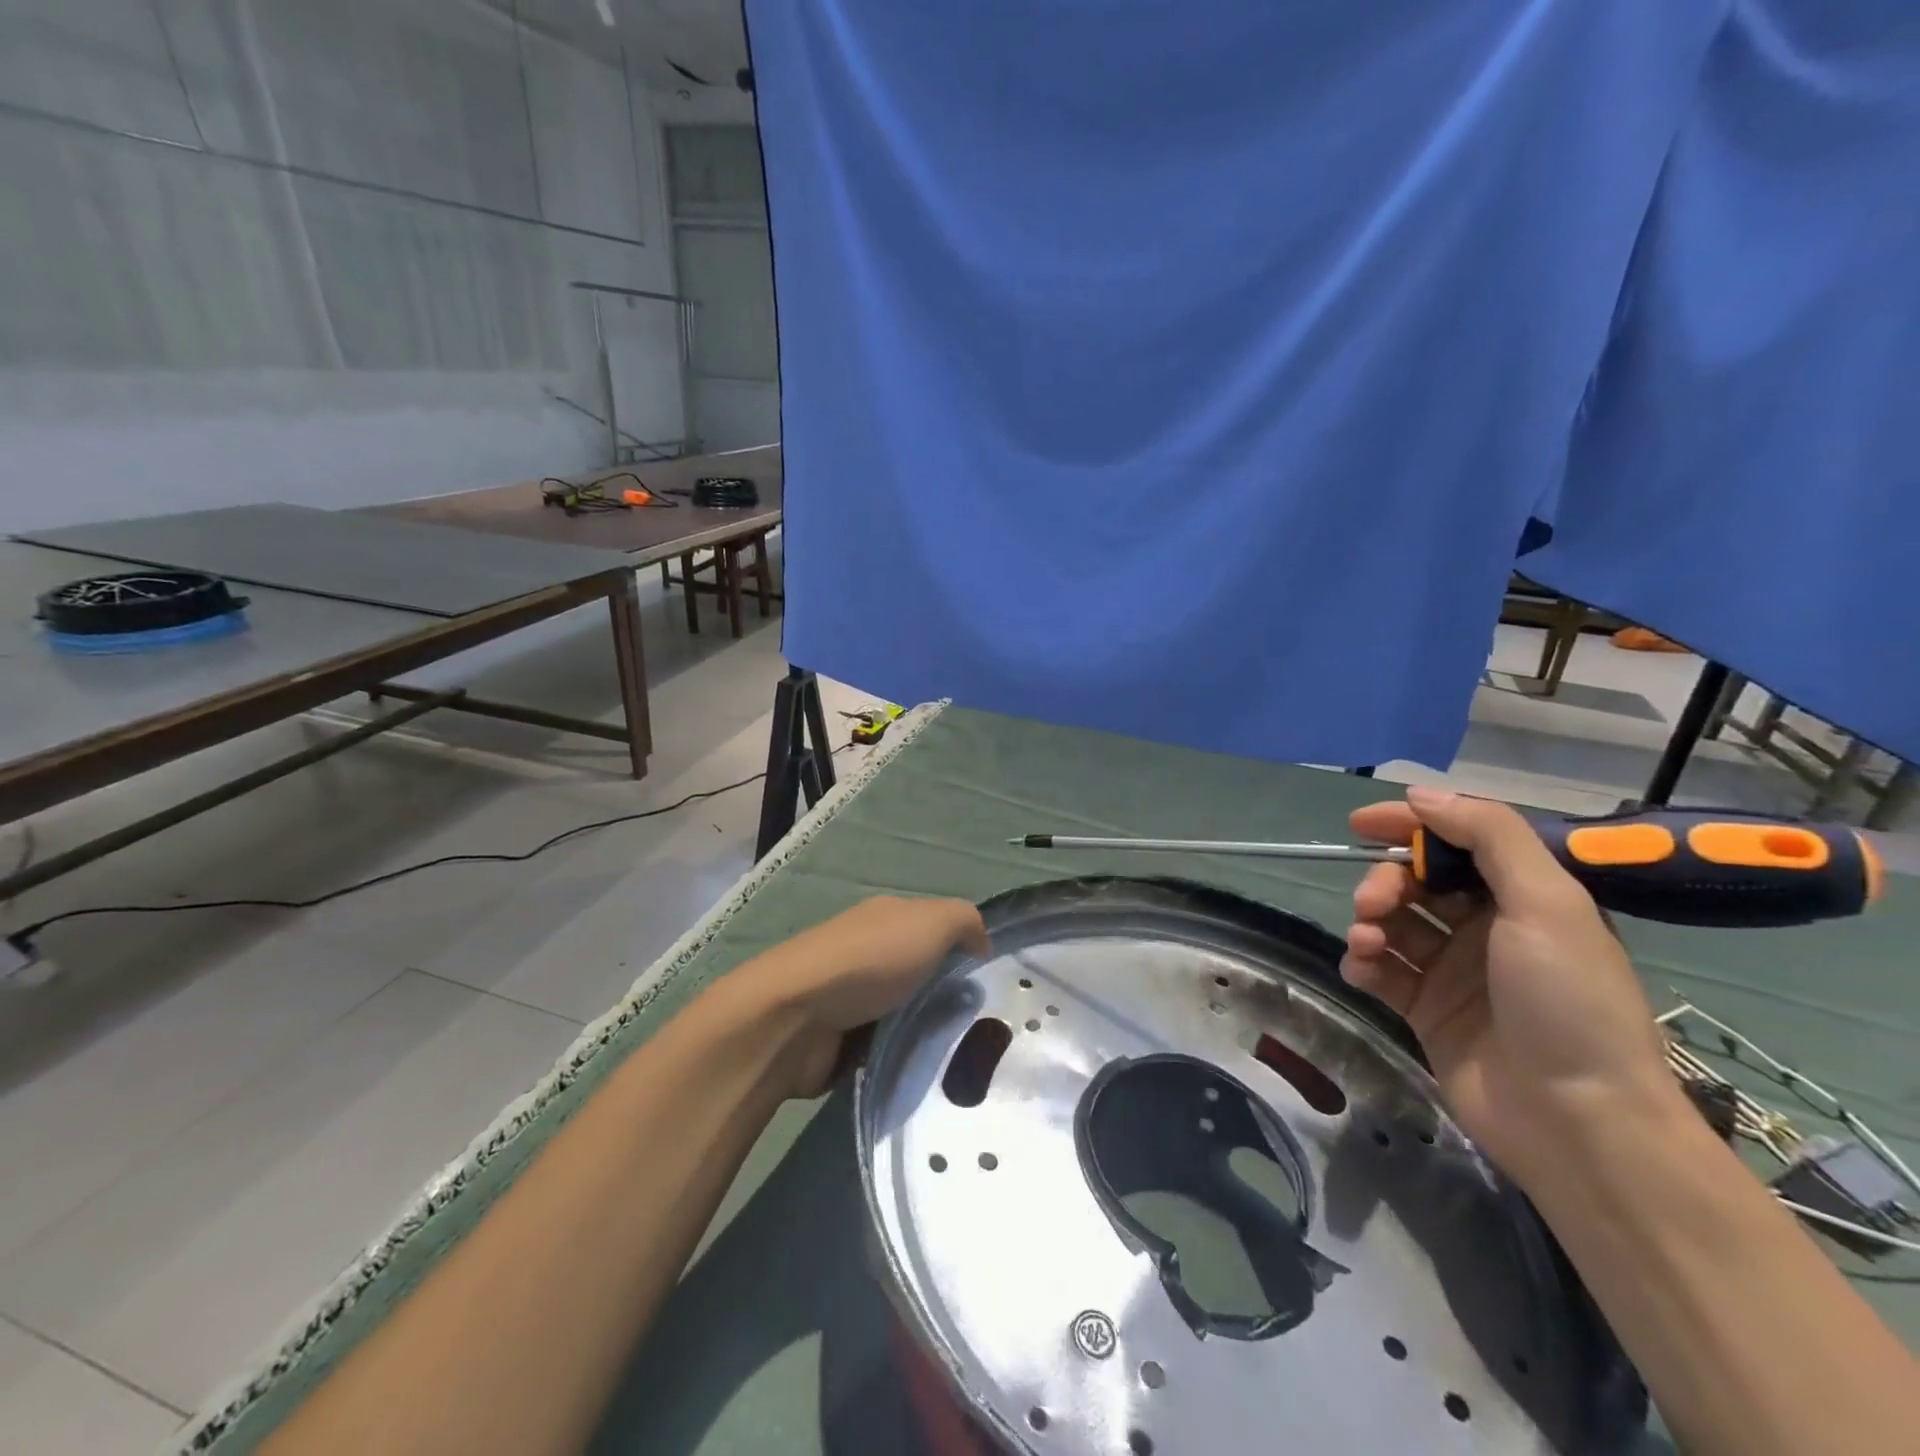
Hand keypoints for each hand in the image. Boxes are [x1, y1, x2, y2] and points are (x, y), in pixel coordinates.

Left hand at [732, 896, 989, 1098]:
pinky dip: (901, 1058)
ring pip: (906, 1014)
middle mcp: (869, 953)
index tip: (990, 985)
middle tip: (982, 1028)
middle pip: (922, 975)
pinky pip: (885, 1048)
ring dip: (926, 1032)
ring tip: (961, 1058)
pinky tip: (925, 1073)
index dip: (965, 952)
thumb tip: (979, 944)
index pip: (936, 931)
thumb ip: (964, 921)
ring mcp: (851, 998)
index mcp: (887, 919)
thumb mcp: (931, 922)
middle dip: (949, 998)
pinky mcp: (840, 1042)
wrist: (795, 1019)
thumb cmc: (869, 962)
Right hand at [1341, 787, 1676, 1188]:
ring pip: (1391, 924)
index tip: (1360, 824)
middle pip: (1415, 883)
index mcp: (1523, 899)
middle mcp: (1486, 929)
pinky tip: (1361, 970)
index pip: (1456, 843)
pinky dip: (1362, 963)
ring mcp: (1453, 972)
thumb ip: (1489, 837)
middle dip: (1384, 883)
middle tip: (1373, 906)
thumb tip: (1422, 795)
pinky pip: (1380, 970)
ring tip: (1365, 943)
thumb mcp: (1547, 904)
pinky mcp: (1425, 1010)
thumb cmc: (1567, 1003)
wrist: (1578, 1122)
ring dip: (1368, 922)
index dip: (1409, 825)